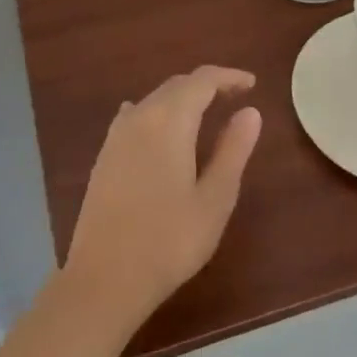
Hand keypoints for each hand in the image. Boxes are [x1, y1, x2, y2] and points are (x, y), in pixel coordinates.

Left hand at [62, 66, 261, 330]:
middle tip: (235, 97)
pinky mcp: (104, 157)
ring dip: (181, 98)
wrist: (104, 279)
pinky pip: (135, 117)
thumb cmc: (169, 241)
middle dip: (207, 85)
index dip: (228, 77)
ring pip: (154, 100)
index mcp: (169, 121)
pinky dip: (158, 113)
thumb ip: (233, 150)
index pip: (201, 81)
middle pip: (176, 85)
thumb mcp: (215, 198)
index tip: (252, 84)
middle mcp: (139, 117)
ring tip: (206, 113)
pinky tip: (161, 130)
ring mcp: (116, 136)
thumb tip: (250, 111)